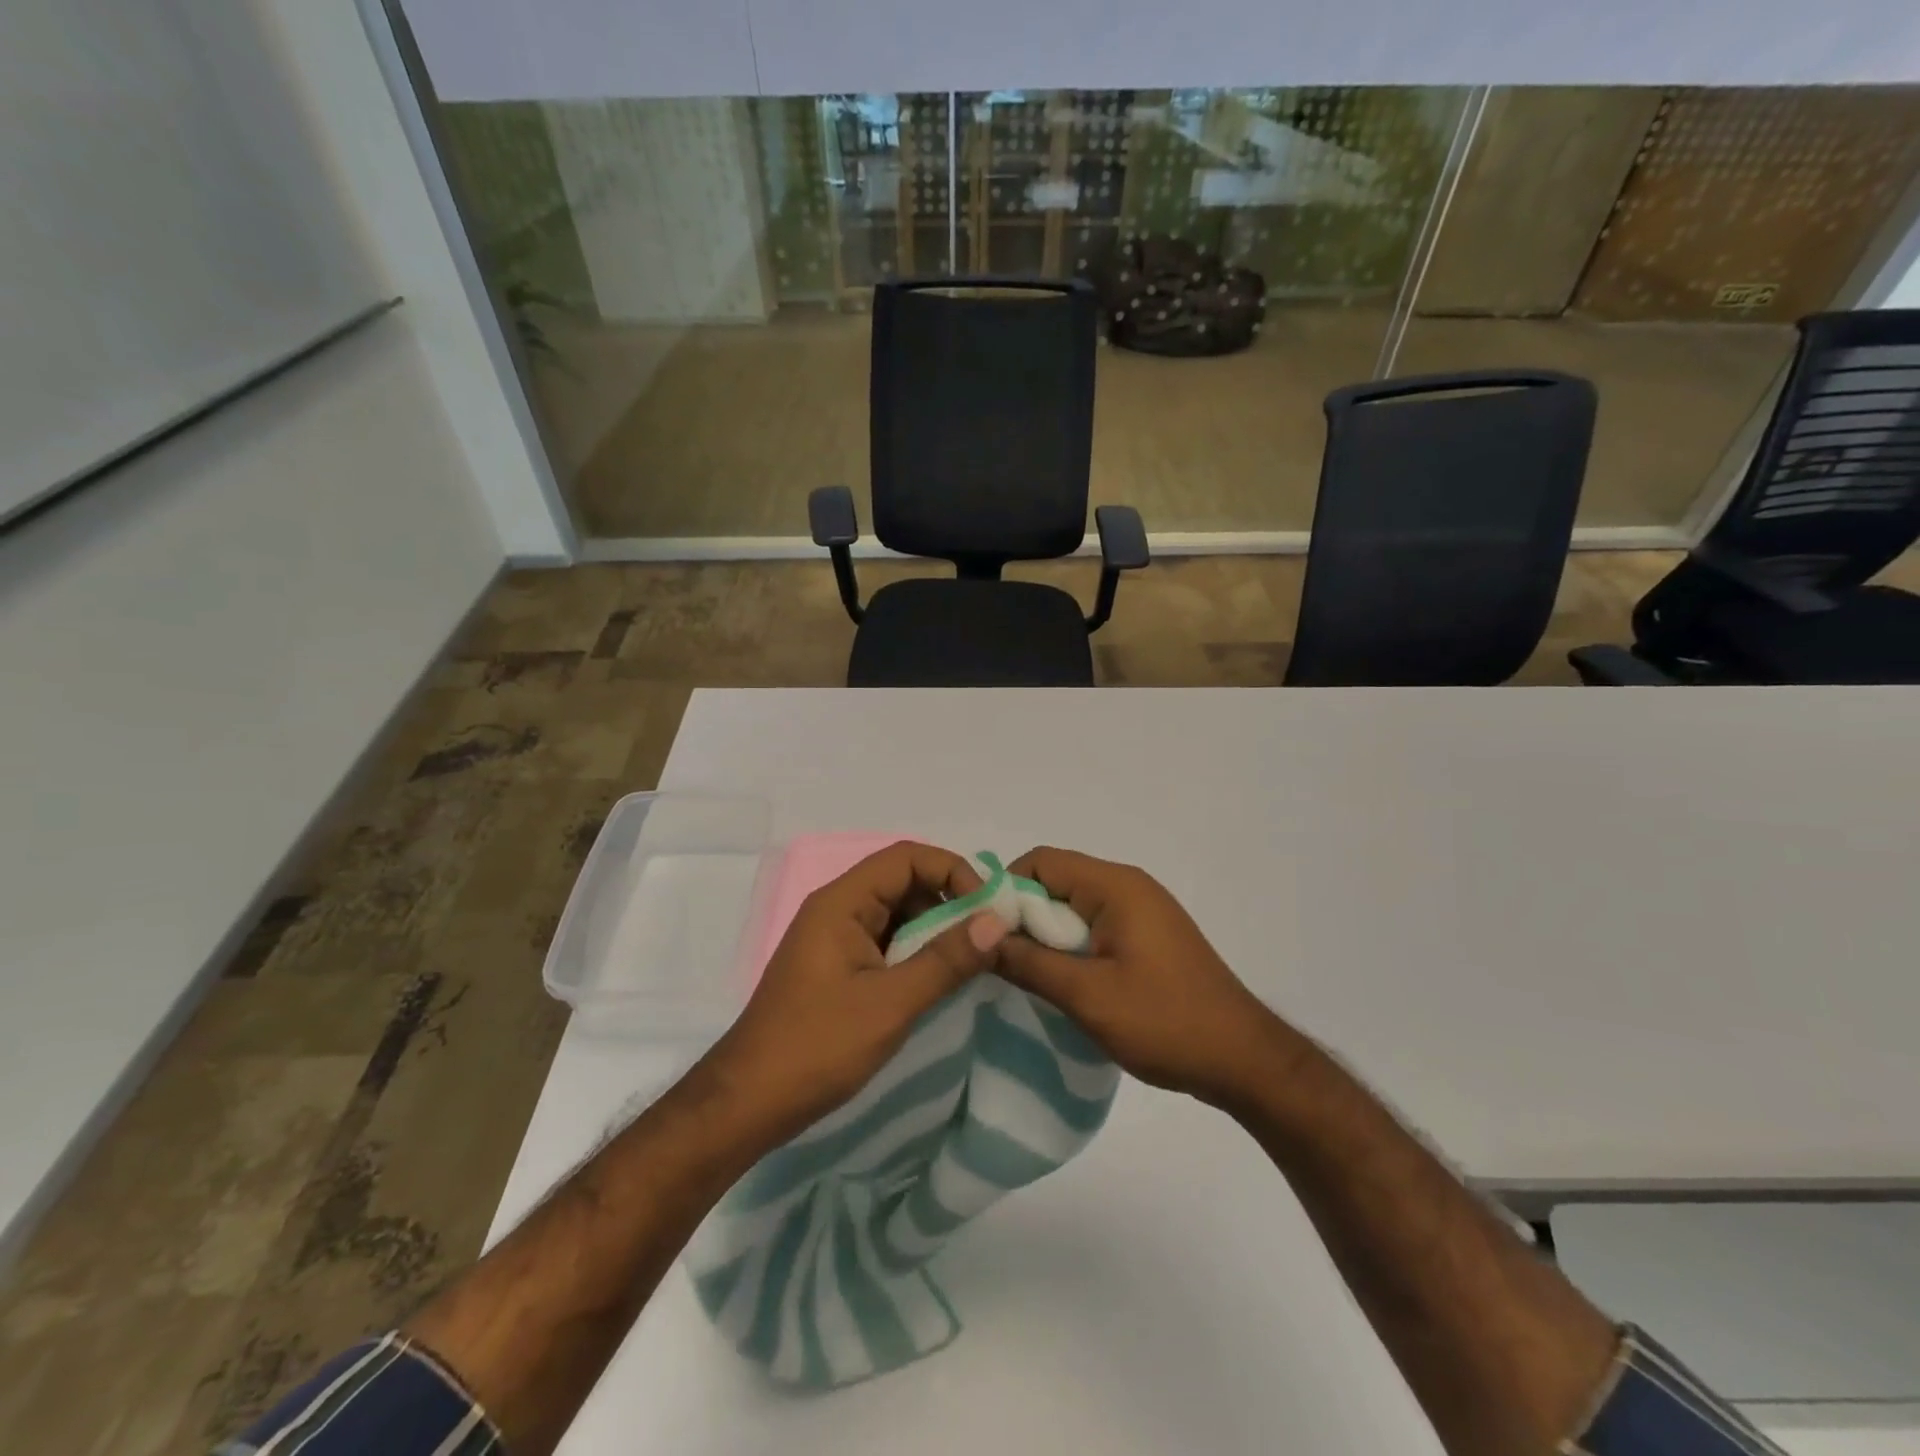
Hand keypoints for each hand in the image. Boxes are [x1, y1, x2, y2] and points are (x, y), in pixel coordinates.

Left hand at [706, 841, 1008, 1145]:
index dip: (951, 871)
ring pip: (897, 914)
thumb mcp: (890, 1004)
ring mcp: (835, 938)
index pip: (906, 858)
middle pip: (903, 881)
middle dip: (948, 902)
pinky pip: (885, 942)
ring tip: (968, 963)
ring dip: (934, 930)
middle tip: (985, 939)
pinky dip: (915, 952)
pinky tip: (937, 981)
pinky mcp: (837, 967)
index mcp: (842, 902)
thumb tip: (995, 921)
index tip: (985, 910)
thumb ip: (945, 960)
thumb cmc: (817, 1046)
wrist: (748, 1103)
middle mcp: (837, 909)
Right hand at [995, 847, 1286, 1105]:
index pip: (1041, 861)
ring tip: (1027, 974)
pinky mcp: (1149, 936)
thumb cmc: (1165, 1021)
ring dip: (1047, 935)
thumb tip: (980, 937)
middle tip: (1000, 959)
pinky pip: (1095, 925)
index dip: (1006, 890)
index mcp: (1115, 886)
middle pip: (1057, 881)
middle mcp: (1128, 886)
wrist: (1244, 1059)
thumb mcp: (1087, 995)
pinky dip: (1072, 946)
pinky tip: (1063, 982)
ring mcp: (1142, 910)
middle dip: (1024, 916)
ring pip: (1074, 906)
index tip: (984, 932)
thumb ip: (1029, 963)